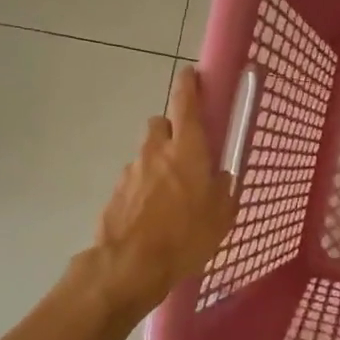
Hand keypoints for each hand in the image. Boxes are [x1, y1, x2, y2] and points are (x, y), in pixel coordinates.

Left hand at [91, 67, 236, 311]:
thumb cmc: (185, 236)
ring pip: (147, 154)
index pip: (185, 103)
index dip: (188, 85)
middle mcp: (156, 151)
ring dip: (158, 164)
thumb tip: (222, 177)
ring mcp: (131, 170)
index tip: (190, 74)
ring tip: (171, 196)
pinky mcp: (115, 192)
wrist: (130, 265)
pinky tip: (153, 216)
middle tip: (186, 153)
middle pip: (161, 125)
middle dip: (172, 131)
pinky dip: (144, 189)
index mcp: (187, 149)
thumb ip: (224, 190)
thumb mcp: (221, 215)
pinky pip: (135, 180)